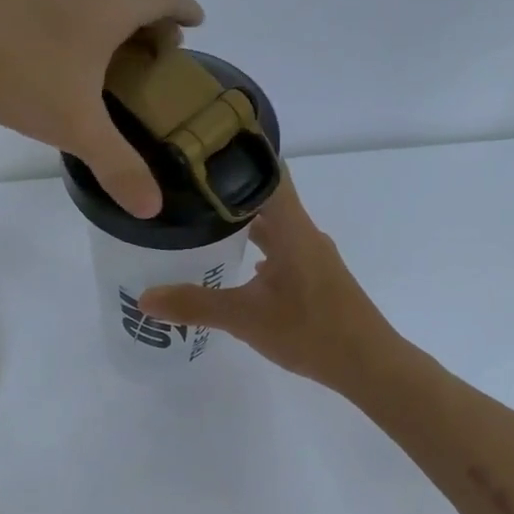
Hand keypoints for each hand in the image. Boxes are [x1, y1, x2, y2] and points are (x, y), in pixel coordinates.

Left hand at [0, 0, 202, 217]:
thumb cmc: (21, 72)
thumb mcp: (76, 126)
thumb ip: (117, 165)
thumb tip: (152, 208)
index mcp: (108, 7)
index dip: (184, 9)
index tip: (197, 24)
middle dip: (148, 25)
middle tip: (153, 59)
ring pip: (86, 1)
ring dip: (106, 27)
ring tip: (105, 64)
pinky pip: (52, 9)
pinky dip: (70, 29)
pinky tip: (51, 62)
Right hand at [138, 175, 398, 393]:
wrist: (368, 365)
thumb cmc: (310, 331)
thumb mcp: (245, 318)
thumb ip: (195, 305)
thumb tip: (144, 298)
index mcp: (292, 228)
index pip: (267, 172)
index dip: (237, 155)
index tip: (200, 149)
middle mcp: (305, 233)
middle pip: (266, 199)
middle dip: (228, 194)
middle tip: (186, 192)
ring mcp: (313, 256)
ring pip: (275, 228)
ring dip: (243, 225)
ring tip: (203, 227)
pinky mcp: (317, 277)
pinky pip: (283, 250)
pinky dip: (259, 251)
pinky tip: (238, 268)